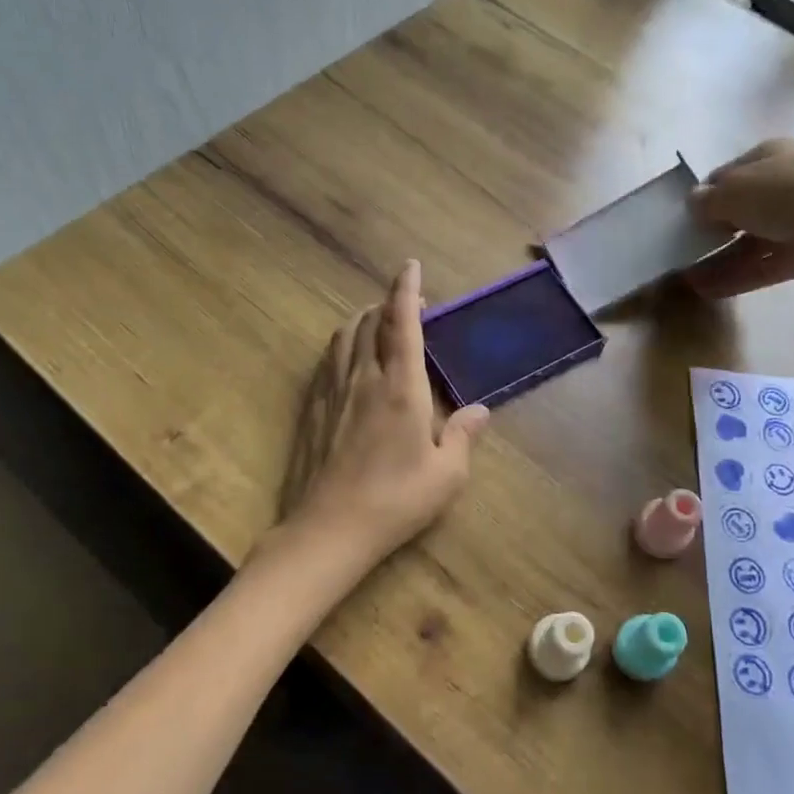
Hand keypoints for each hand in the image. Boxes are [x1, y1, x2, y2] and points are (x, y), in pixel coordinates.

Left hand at [281, 261, 489, 566]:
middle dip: (387, 304)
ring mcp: (333, 392)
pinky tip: (348, 359)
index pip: (402, 323)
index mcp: (400, 386)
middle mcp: (364, 378)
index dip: (406, 290)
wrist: (331, 527)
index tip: (409, 266)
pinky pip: (327, 361)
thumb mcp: (447, 474)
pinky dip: (342, 345)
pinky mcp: (312, 409)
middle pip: (369, 323)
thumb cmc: (397, 499)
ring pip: (344, 337)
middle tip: (406, 305)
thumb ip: (463, 435)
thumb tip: (481, 411)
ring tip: (377, 324)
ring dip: (362, 321)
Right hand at [685, 138, 793, 296]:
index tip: (685, 217)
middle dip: (711, 230)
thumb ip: (706, 199)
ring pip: (749, 240)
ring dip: (718, 259)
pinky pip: (762, 264)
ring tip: (687, 279)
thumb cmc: (782, 197)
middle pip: (740, 208)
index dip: (705, 194)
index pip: (729, 173)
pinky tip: (707, 290)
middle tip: (685, 248)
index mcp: (772, 154)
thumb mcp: (732, 191)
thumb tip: (694, 203)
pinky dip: (736, 276)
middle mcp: (787, 182)